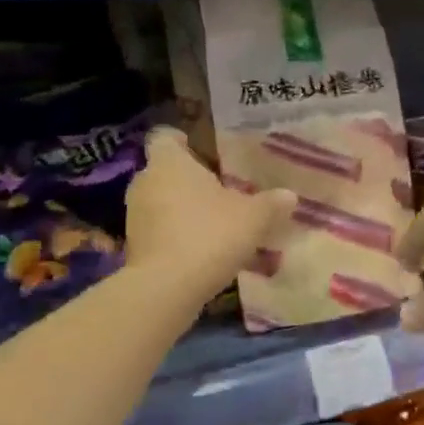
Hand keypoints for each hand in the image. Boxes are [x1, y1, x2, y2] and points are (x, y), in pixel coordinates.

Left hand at [126, 128, 295, 302]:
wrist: (166, 288)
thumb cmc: (209, 235)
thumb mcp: (253, 218)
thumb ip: (271, 204)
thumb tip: (290, 196)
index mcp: (169, 162)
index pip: (165, 136)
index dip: (183, 142)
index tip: (204, 154)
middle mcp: (145, 182)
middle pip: (165, 172)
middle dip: (190, 182)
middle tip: (220, 192)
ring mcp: (135, 216)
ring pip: (161, 203)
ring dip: (183, 212)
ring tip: (215, 226)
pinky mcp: (133, 247)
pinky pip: (158, 232)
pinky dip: (176, 238)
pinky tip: (202, 254)